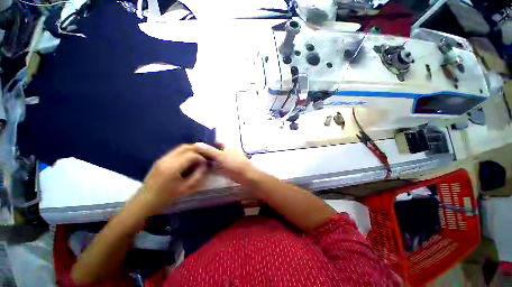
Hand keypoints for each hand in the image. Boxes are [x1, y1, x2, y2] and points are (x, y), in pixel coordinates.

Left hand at [140, 144, 207, 212]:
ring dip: (191, 150)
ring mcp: (162, 158)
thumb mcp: (186, 188)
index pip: (192, 155)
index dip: (201, 158)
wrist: (145, 201)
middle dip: (197, 150)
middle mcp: (167, 159)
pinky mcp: (160, 159)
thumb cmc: (166, 197)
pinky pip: (176, 151)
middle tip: (204, 156)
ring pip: (180, 148)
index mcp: (173, 167)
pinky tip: (188, 160)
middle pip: (186, 147)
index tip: (205, 164)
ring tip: (198, 157)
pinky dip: (185, 153)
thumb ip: (198, 175)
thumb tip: (204, 166)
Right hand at [194, 142, 256, 185]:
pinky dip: (214, 165)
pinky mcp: (230, 166)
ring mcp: (230, 158)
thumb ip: (209, 150)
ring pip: (218, 157)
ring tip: (198, 163)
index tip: (195, 148)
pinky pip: (220, 164)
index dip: (206, 144)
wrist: (246, 176)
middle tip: (195, 157)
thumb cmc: (234, 164)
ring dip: (210, 160)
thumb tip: (197, 143)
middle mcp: (229, 150)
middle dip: (207, 153)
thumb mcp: (220, 156)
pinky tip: (206, 169)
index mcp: (228, 145)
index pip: (215, 142)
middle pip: (216, 150)